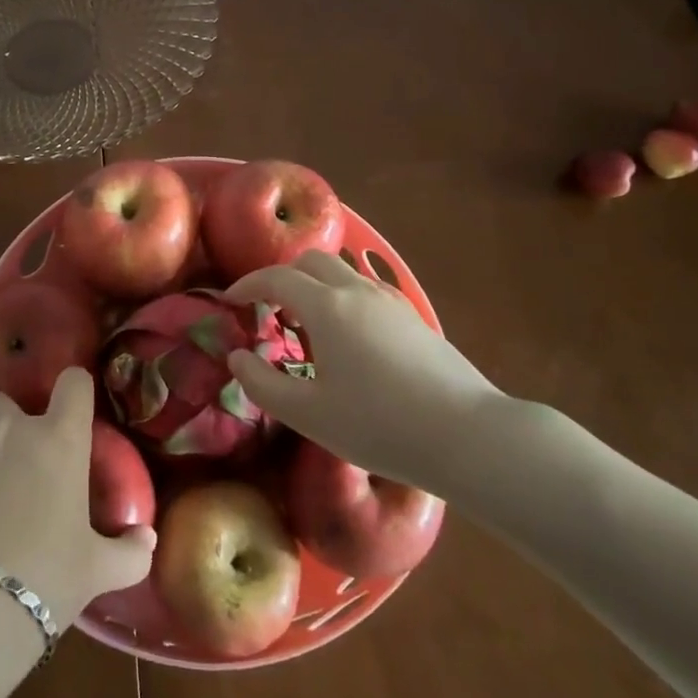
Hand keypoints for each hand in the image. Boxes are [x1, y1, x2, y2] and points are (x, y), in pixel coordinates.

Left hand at [0, 366, 154, 629]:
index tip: (71, 411)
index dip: (73, 390)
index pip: (73, 382)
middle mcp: (10, 429)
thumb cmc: (47, 577)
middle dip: (5, 423)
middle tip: (13, 463)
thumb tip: (147, 539)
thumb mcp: (98, 570)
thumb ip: (130, 551)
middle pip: (1, 400)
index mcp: (59, 439)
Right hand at [224, 250, 503, 488]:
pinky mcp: (413, 318)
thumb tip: (237, 357)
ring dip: (314, 286)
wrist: (467, 435)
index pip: (276, 277)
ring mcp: (390, 301)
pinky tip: (348, 340)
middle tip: (268, 310)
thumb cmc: (378, 425)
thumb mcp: (308, 414)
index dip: (247, 284)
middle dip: (282, 277)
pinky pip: (365, 291)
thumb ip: (262, 384)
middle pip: (311, 262)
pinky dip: (341, 299)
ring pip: (342, 273)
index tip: (230, 300)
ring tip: (306, 327)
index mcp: (327, 306)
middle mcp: (357, 291)